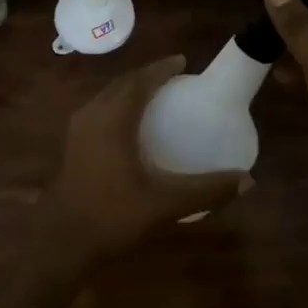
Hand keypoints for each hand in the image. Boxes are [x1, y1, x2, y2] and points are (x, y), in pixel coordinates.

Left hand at [43, 55, 250, 266]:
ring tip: (156, 97)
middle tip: (174, 78)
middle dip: (147, 76)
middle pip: (122, 84)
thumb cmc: (112, 216)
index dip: (161, 69)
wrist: (59, 244)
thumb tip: (248, 181)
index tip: (183, 62)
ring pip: (107, 97)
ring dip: (130, 90)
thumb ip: (207, 190)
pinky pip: (99, 112)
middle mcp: (92, 115)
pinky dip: (118, 106)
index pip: (140, 81)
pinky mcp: (72, 147)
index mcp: (113, 119)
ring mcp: (77, 131)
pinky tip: (132, 127)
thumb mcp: (165, 203)